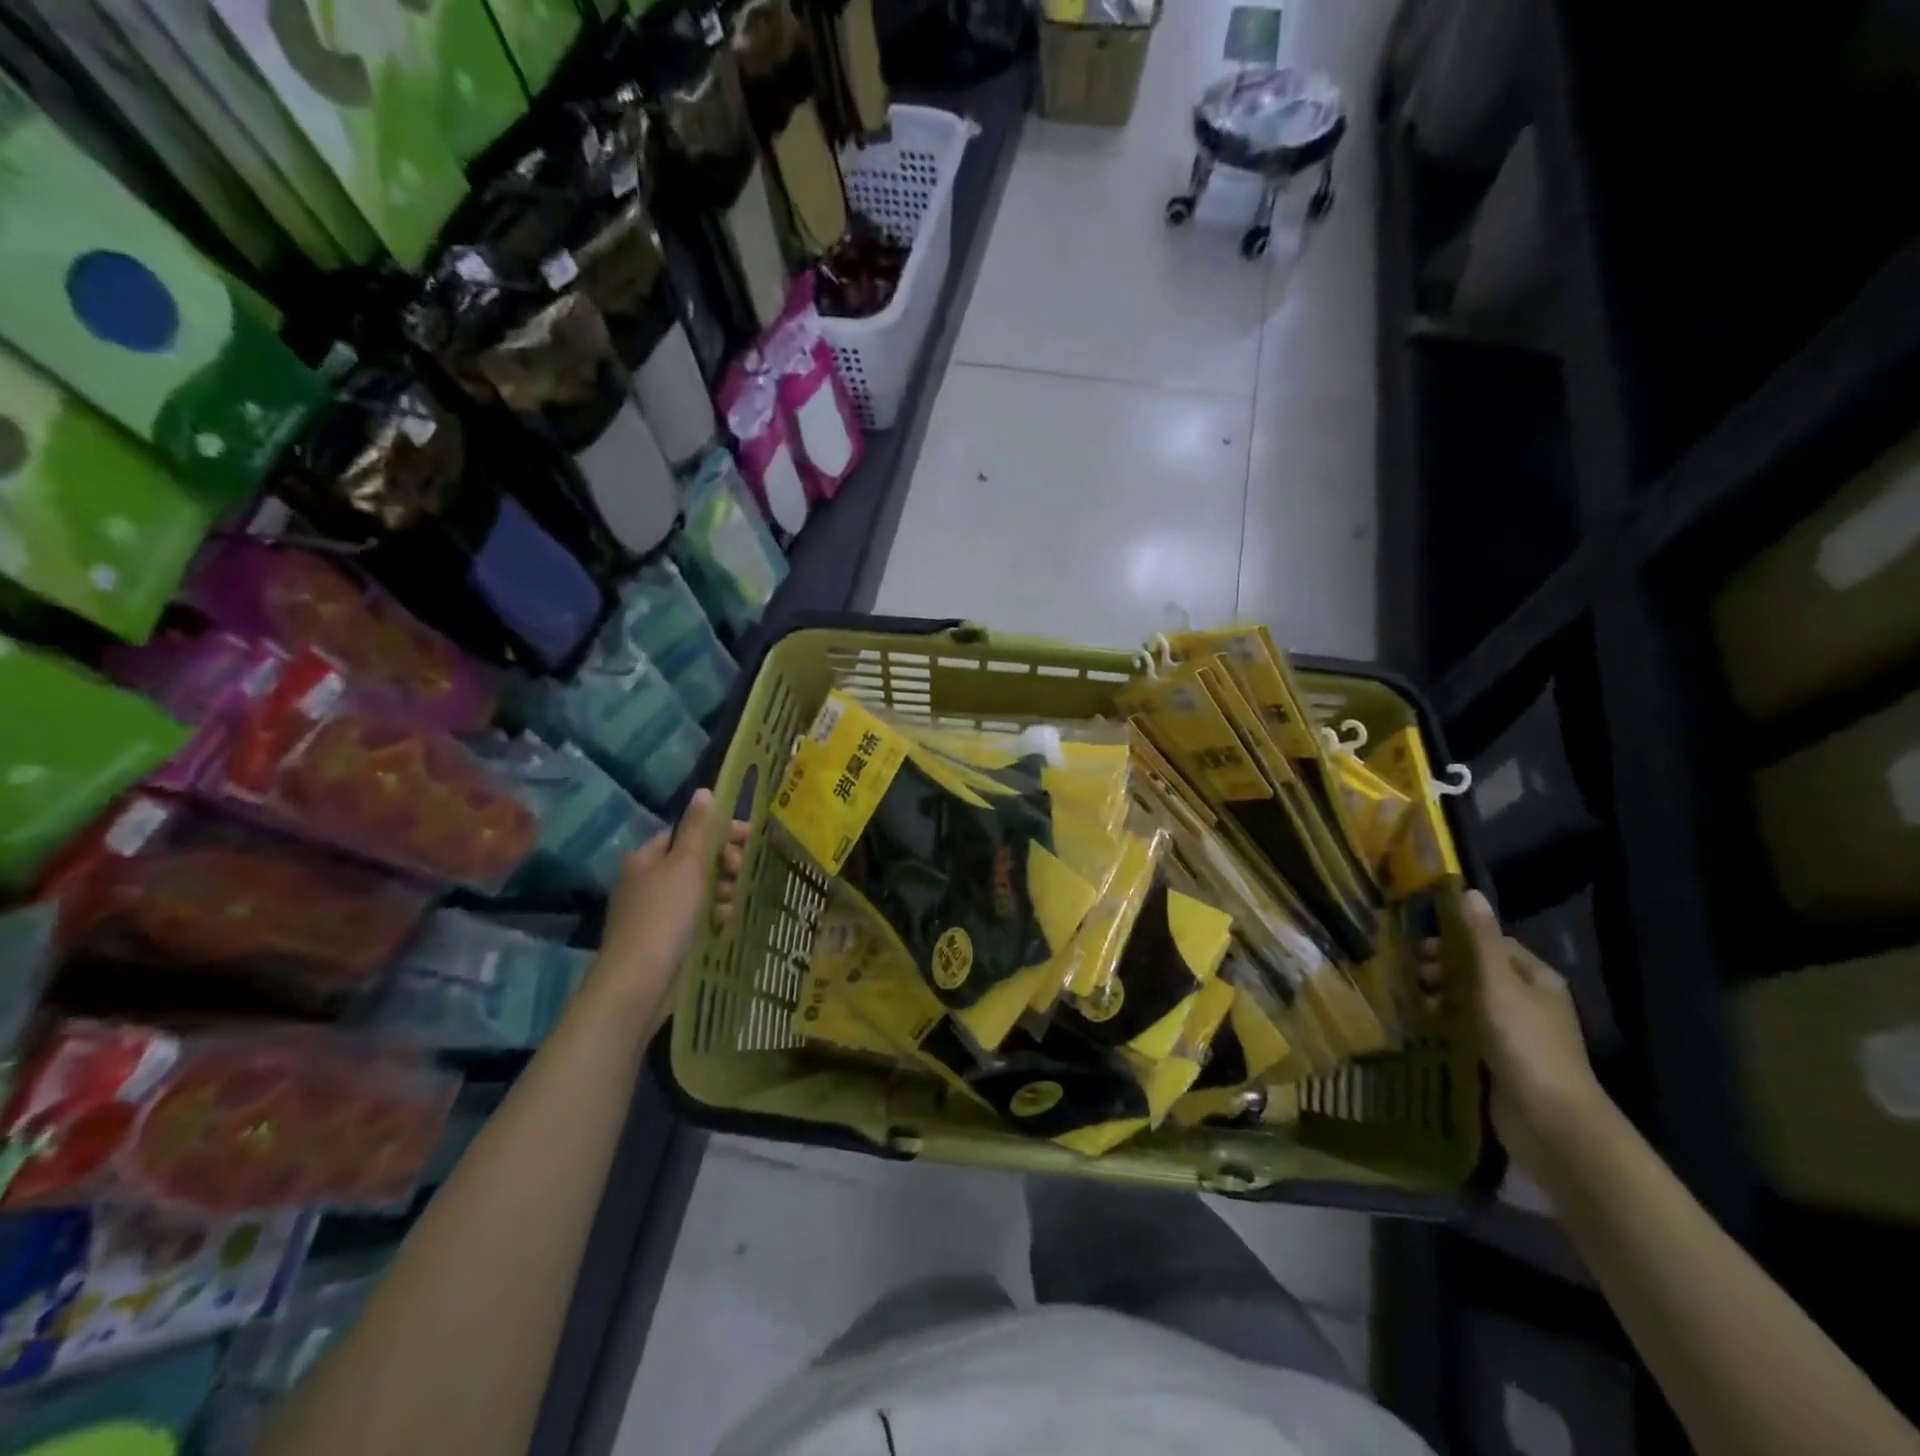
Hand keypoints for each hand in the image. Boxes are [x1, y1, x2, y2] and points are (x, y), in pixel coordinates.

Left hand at [594, 790, 749, 1010]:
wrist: (639, 980)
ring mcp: (652, 912)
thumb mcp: (687, 864)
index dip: (719, 832)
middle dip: (723, 864)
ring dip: (721, 892)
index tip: (750, 839)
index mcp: (646, 858)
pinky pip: (694, 918)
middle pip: (693, 861)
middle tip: (741, 872)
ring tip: (734, 902)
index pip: (686, 833)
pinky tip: (724, 923)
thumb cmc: (665, 913)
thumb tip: (704, 791)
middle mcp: (645, 881)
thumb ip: (699, 827)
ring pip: (697, 891)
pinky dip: (711, 916)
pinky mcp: (662, 939)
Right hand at [1421, 890, 1610, 1180]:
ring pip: (1470, 1002)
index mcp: (1537, 978)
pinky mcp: (1502, 1061)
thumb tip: (1469, 891)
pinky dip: (1446, 1025)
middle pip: (1479, 973)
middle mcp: (1530, 1002)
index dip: (1455, 941)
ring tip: (1412, 1003)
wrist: (1551, 1120)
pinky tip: (1424, 1029)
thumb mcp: (1498, 984)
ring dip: (1441, 998)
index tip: (1419, 948)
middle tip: (1411, 977)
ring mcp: (1517, 1034)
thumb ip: (1480, 939)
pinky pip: (1468, 1031)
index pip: (1492, 945)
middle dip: (1443, 970)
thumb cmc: (1524, 1042)